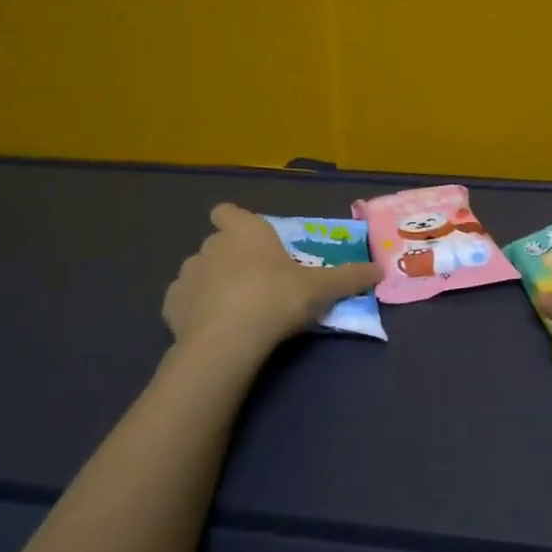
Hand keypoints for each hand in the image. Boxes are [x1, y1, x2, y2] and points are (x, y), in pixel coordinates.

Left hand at [163, 204, 380, 353]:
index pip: (228, 211)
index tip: (251, 239)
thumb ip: (350, 277)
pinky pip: (184, 301)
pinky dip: (195, 310)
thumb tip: (381, 269)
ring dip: (212, 284)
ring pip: (199, 272)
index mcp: (245, 231)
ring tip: (234, 309)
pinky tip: (213, 328)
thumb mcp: (322, 288)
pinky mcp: (170, 305)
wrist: (229, 340)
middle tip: (257, 282)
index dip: (236, 221)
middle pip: (218, 243)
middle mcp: (211, 245)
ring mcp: (187, 274)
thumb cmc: (277, 298)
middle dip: (231, 258)